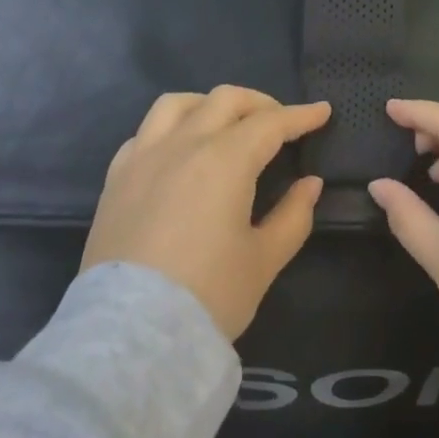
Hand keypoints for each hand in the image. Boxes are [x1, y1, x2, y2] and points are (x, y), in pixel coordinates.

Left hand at [82, 88, 329, 340]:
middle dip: (260, 103)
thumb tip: (310, 183)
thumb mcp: (264, 260)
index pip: (271, 123)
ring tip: (225, 124)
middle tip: (280, 122)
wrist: (131, 337)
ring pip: (177, 104)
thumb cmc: (208, 296)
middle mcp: (183, 145)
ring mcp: (143, 158)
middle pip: (225, 100)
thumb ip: (293, 215)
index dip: (301, 115)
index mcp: (225, 160)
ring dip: (209, 104)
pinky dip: (170, 129)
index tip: (322, 111)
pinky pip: (145, 133)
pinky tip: (178, 150)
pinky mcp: (116, 179)